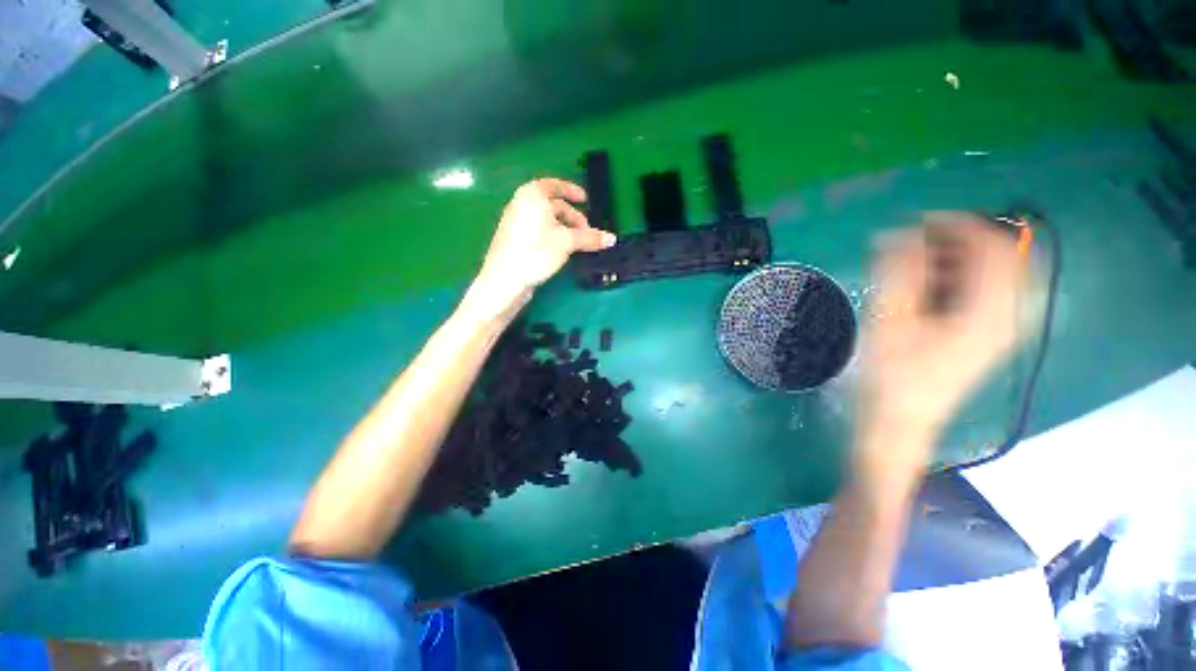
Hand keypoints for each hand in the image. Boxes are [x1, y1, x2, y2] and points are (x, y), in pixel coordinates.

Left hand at [473, 179, 615, 310]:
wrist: (505, 279)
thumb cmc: (536, 251)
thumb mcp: (567, 242)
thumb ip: (590, 238)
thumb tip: (612, 239)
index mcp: (532, 195)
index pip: (555, 185)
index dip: (572, 191)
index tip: (585, 200)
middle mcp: (521, 204)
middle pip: (553, 205)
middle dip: (572, 217)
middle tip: (586, 233)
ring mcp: (516, 222)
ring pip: (546, 220)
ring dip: (564, 229)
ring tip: (576, 245)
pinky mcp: (514, 239)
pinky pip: (538, 230)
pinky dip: (553, 236)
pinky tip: (560, 251)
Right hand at [856, 212, 1033, 477]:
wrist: (901, 420)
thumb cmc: (891, 376)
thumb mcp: (888, 321)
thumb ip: (897, 273)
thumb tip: (899, 232)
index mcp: (990, 313)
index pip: (994, 247)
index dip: (959, 224)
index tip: (917, 222)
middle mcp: (1008, 315)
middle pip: (1002, 255)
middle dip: (959, 239)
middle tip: (914, 243)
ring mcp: (1002, 325)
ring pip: (995, 271)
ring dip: (957, 258)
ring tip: (916, 266)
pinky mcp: (989, 332)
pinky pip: (986, 289)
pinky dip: (959, 276)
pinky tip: (929, 287)